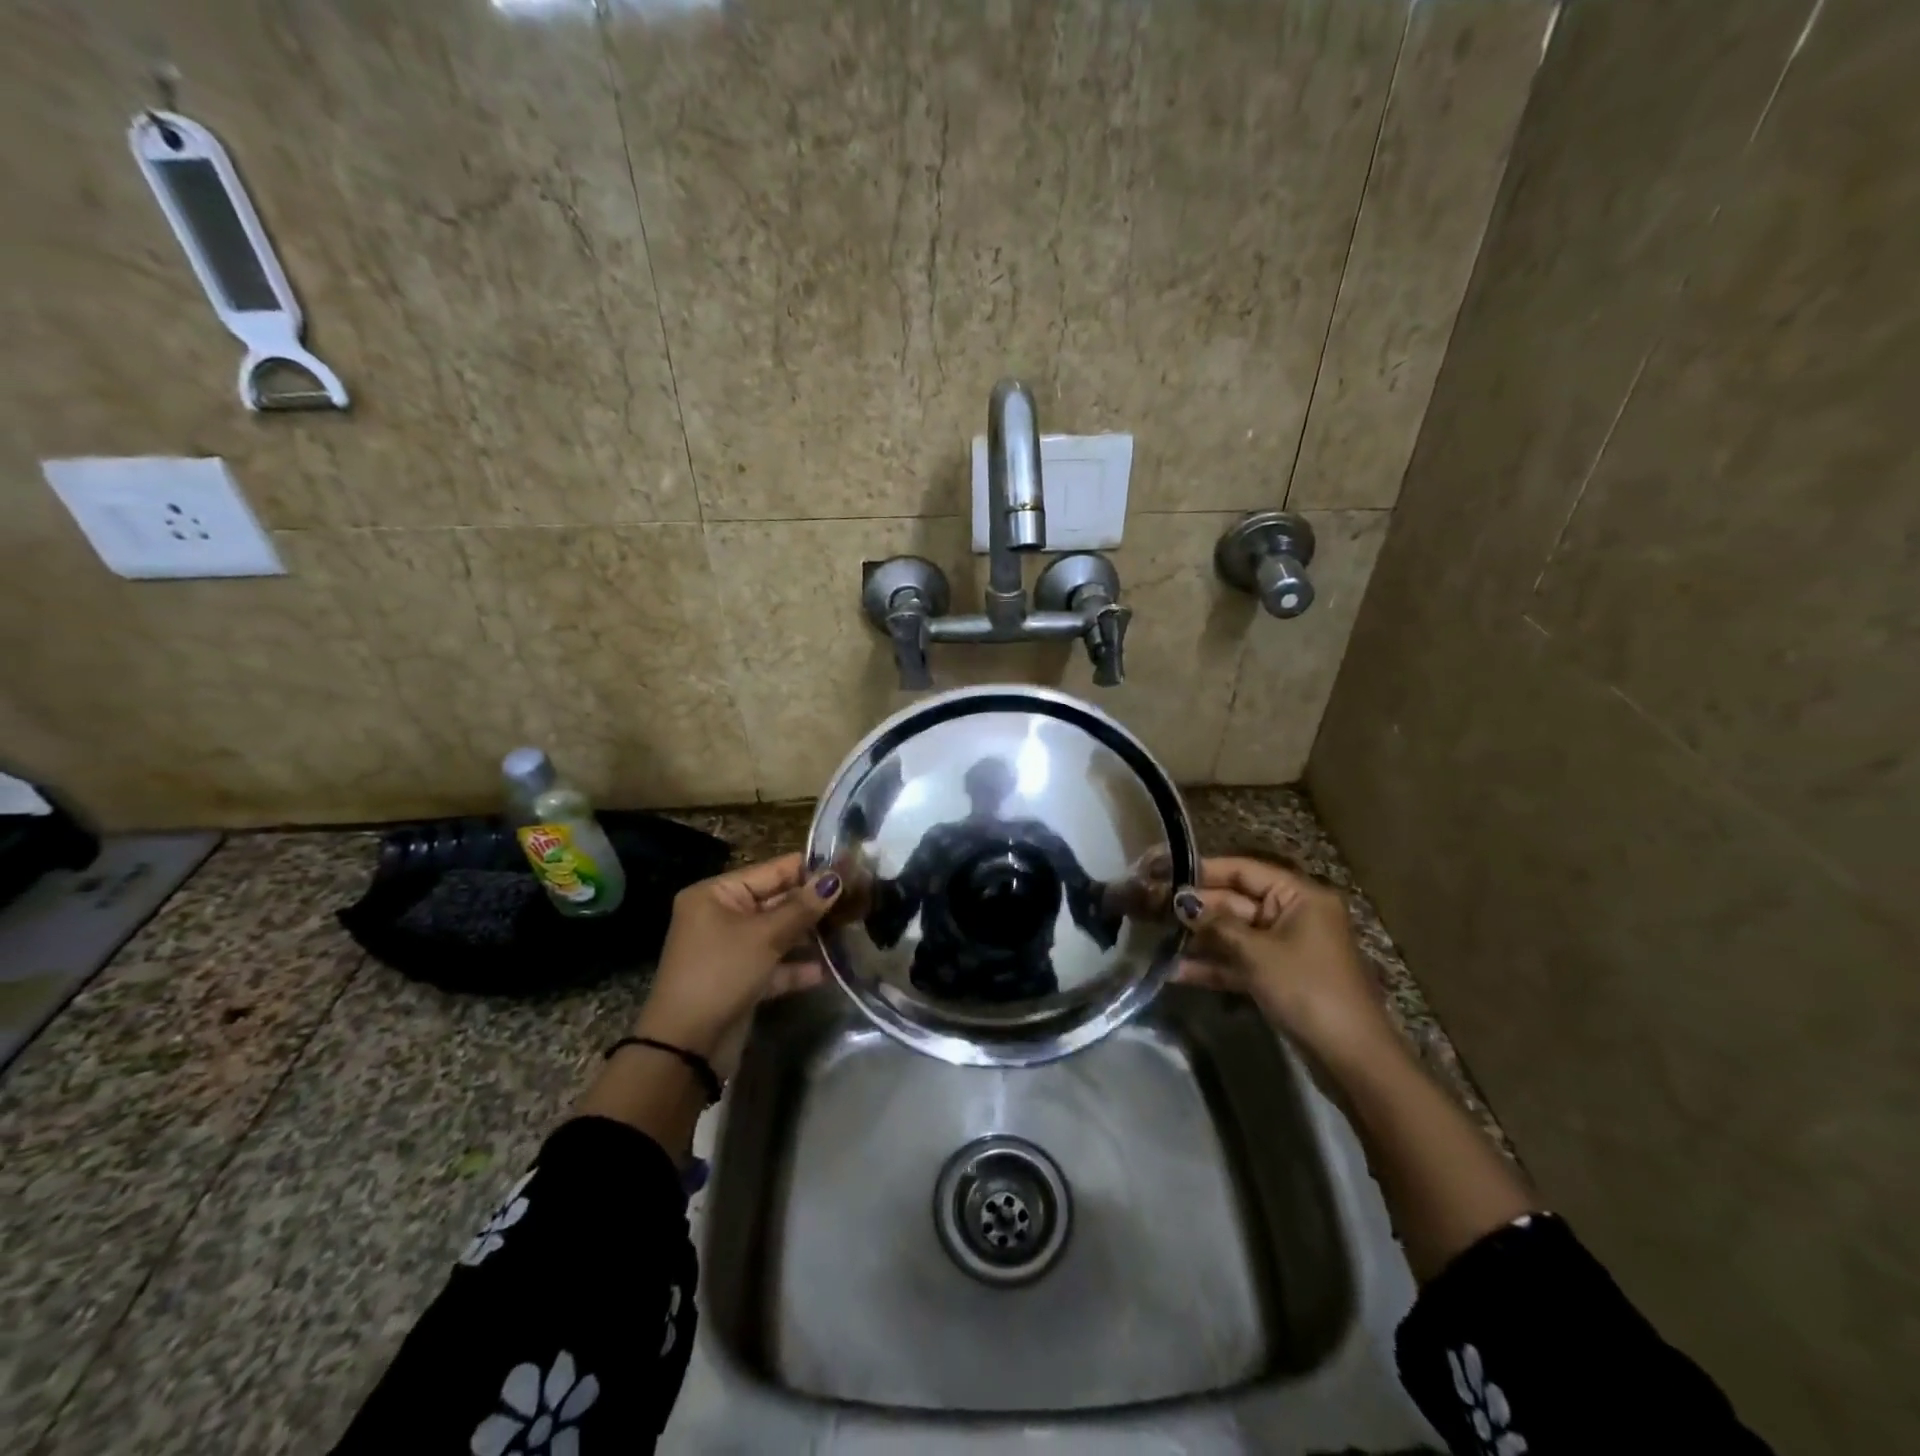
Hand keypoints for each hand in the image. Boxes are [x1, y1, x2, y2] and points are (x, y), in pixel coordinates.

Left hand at [635, 854, 841, 1070]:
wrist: (685, 1047)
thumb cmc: (721, 974)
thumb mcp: (764, 937)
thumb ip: (802, 907)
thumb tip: (835, 878)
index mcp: (717, 894)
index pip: (772, 870)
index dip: (811, 870)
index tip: (849, 868)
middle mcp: (722, 915)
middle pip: (777, 901)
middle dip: (814, 904)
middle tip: (857, 900)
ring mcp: (732, 949)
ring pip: (779, 933)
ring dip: (810, 935)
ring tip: (850, 930)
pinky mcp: (741, 979)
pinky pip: (775, 964)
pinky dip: (797, 967)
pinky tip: (828, 970)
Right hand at [1173, 856, 1395, 1067]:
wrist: (1351, 1057)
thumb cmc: (1308, 989)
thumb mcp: (1258, 953)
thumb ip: (1217, 925)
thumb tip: (1181, 902)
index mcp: (1299, 895)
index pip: (1242, 870)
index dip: (1201, 870)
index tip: (1162, 870)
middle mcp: (1293, 914)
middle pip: (1234, 901)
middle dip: (1194, 907)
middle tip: (1149, 906)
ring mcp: (1285, 947)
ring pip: (1233, 933)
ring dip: (1198, 938)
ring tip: (1154, 935)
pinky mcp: (1278, 976)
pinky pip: (1239, 961)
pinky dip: (1213, 965)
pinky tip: (1175, 971)